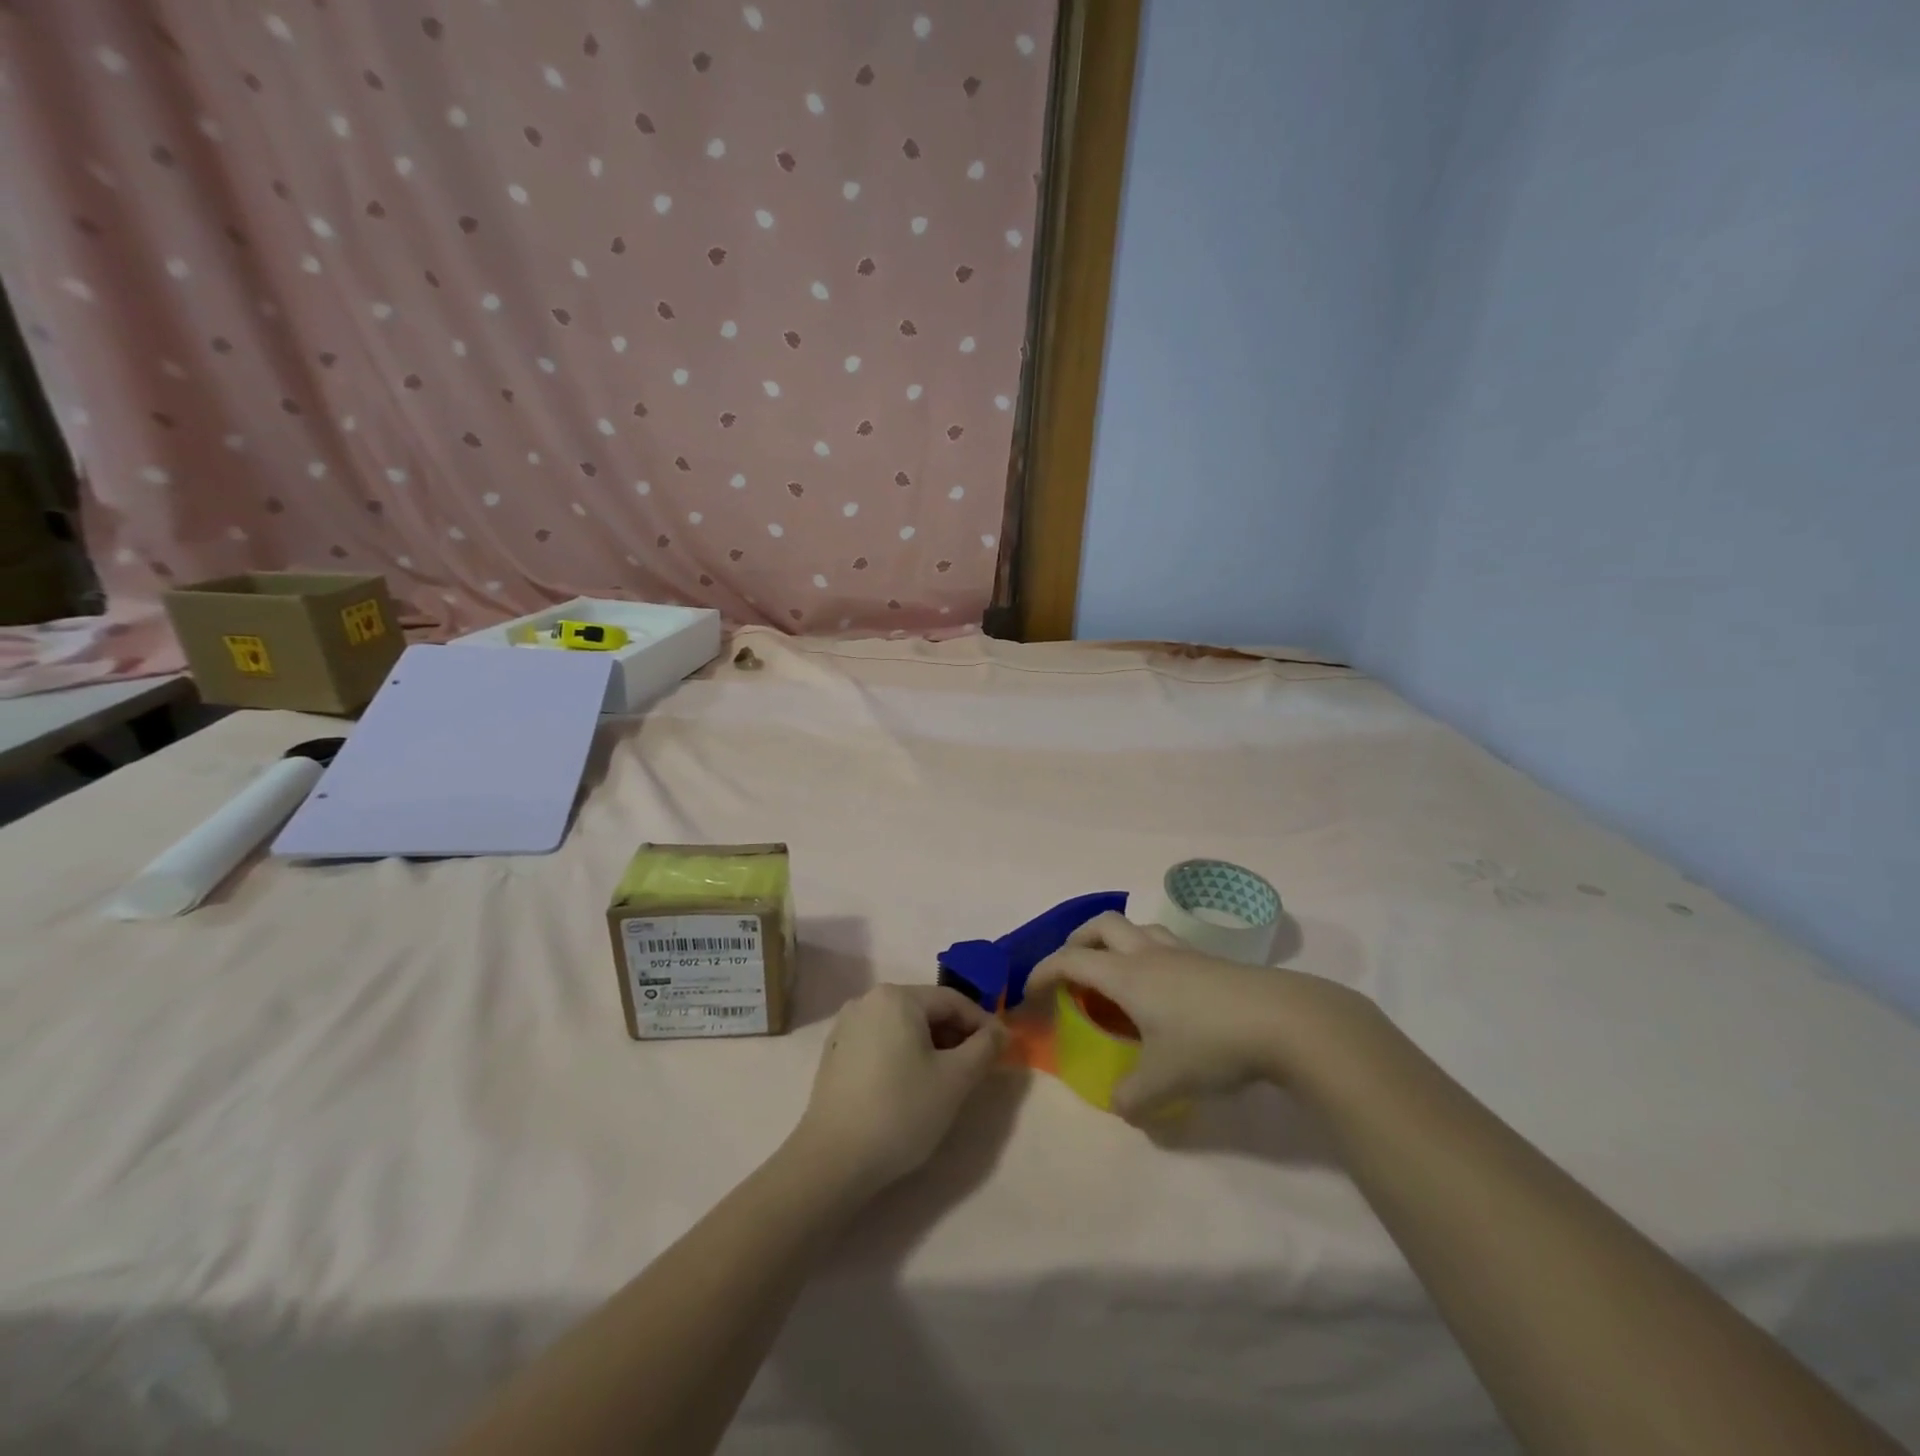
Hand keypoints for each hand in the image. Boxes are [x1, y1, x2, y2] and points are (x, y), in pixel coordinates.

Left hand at [792, 984, 1004, 1197]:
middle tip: (975, 1069)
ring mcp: (847, 1026)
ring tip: (947, 1081)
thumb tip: (1000, 1031)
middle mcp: (868, 1000)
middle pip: (926, 1010)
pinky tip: (910, 1087)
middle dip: (955, 1035)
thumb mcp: (955, 1079)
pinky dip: (903, 1055)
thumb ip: (984, 1048)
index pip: (952, 1000)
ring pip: (903, 1027)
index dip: (982, 1023)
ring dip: (931, 1047)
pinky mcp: (835, 1052)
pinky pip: (881, 1042)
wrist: (833, 1160)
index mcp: (897, 997)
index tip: (1001, 1050)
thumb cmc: (901, 1111)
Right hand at [1029, 913, 1385, 1119]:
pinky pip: (1167, 946)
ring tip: (1117, 974)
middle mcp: (1149, 954)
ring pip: (1138, 928)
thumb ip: (1132, 1098)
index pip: (1070, 960)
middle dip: (1078, 940)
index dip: (1043, 971)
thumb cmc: (1212, 1044)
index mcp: (1126, 975)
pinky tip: (1165, 992)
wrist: (1287, 1021)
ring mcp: (1184, 954)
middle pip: (1102, 924)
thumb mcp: (1165, 1083)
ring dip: (1117, 942)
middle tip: (1072, 968)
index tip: (1029, 991)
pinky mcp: (1213, 962)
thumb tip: (1120, 1106)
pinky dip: (1150, 957)